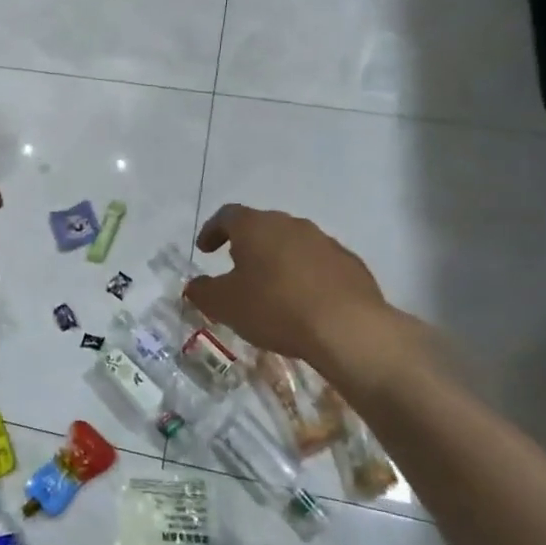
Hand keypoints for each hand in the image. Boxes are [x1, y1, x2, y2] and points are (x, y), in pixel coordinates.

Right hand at [183, 204, 407, 397]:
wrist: (348, 329)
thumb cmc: (275, 308)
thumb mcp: (225, 305)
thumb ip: (203, 292)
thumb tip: (194, 286)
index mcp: (256, 226)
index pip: (227, 215)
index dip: (212, 230)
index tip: (205, 250)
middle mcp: (290, 224)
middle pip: (262, 226)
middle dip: (247, 245)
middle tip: (237, 268)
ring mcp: (324, 241)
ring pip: (292, 244)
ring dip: (278, 260)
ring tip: (272, 288)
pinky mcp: (350, 264)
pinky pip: (319, 263)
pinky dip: (306, 275)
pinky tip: (305, 301)